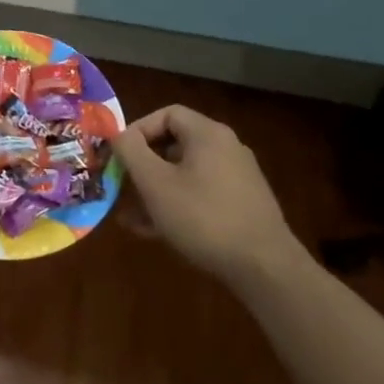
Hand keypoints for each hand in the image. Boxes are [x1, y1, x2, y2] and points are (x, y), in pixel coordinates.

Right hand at [114, 104, 304, 286]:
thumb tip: (118, 134)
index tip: (119, 156)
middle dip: (143, 167)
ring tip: (130, 216)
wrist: (266, 269)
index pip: (166, 114)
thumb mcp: (155, 183)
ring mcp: (237, 178)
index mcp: (208, 134)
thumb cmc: (203, 217)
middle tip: (122, 187)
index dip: (138, 130)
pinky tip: (155, 231)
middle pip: (174, 145)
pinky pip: (200, 195)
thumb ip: (131, 152)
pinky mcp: (242, 206)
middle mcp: (226, 148)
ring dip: (155, 191)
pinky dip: (176, 205)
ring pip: (185, 174)